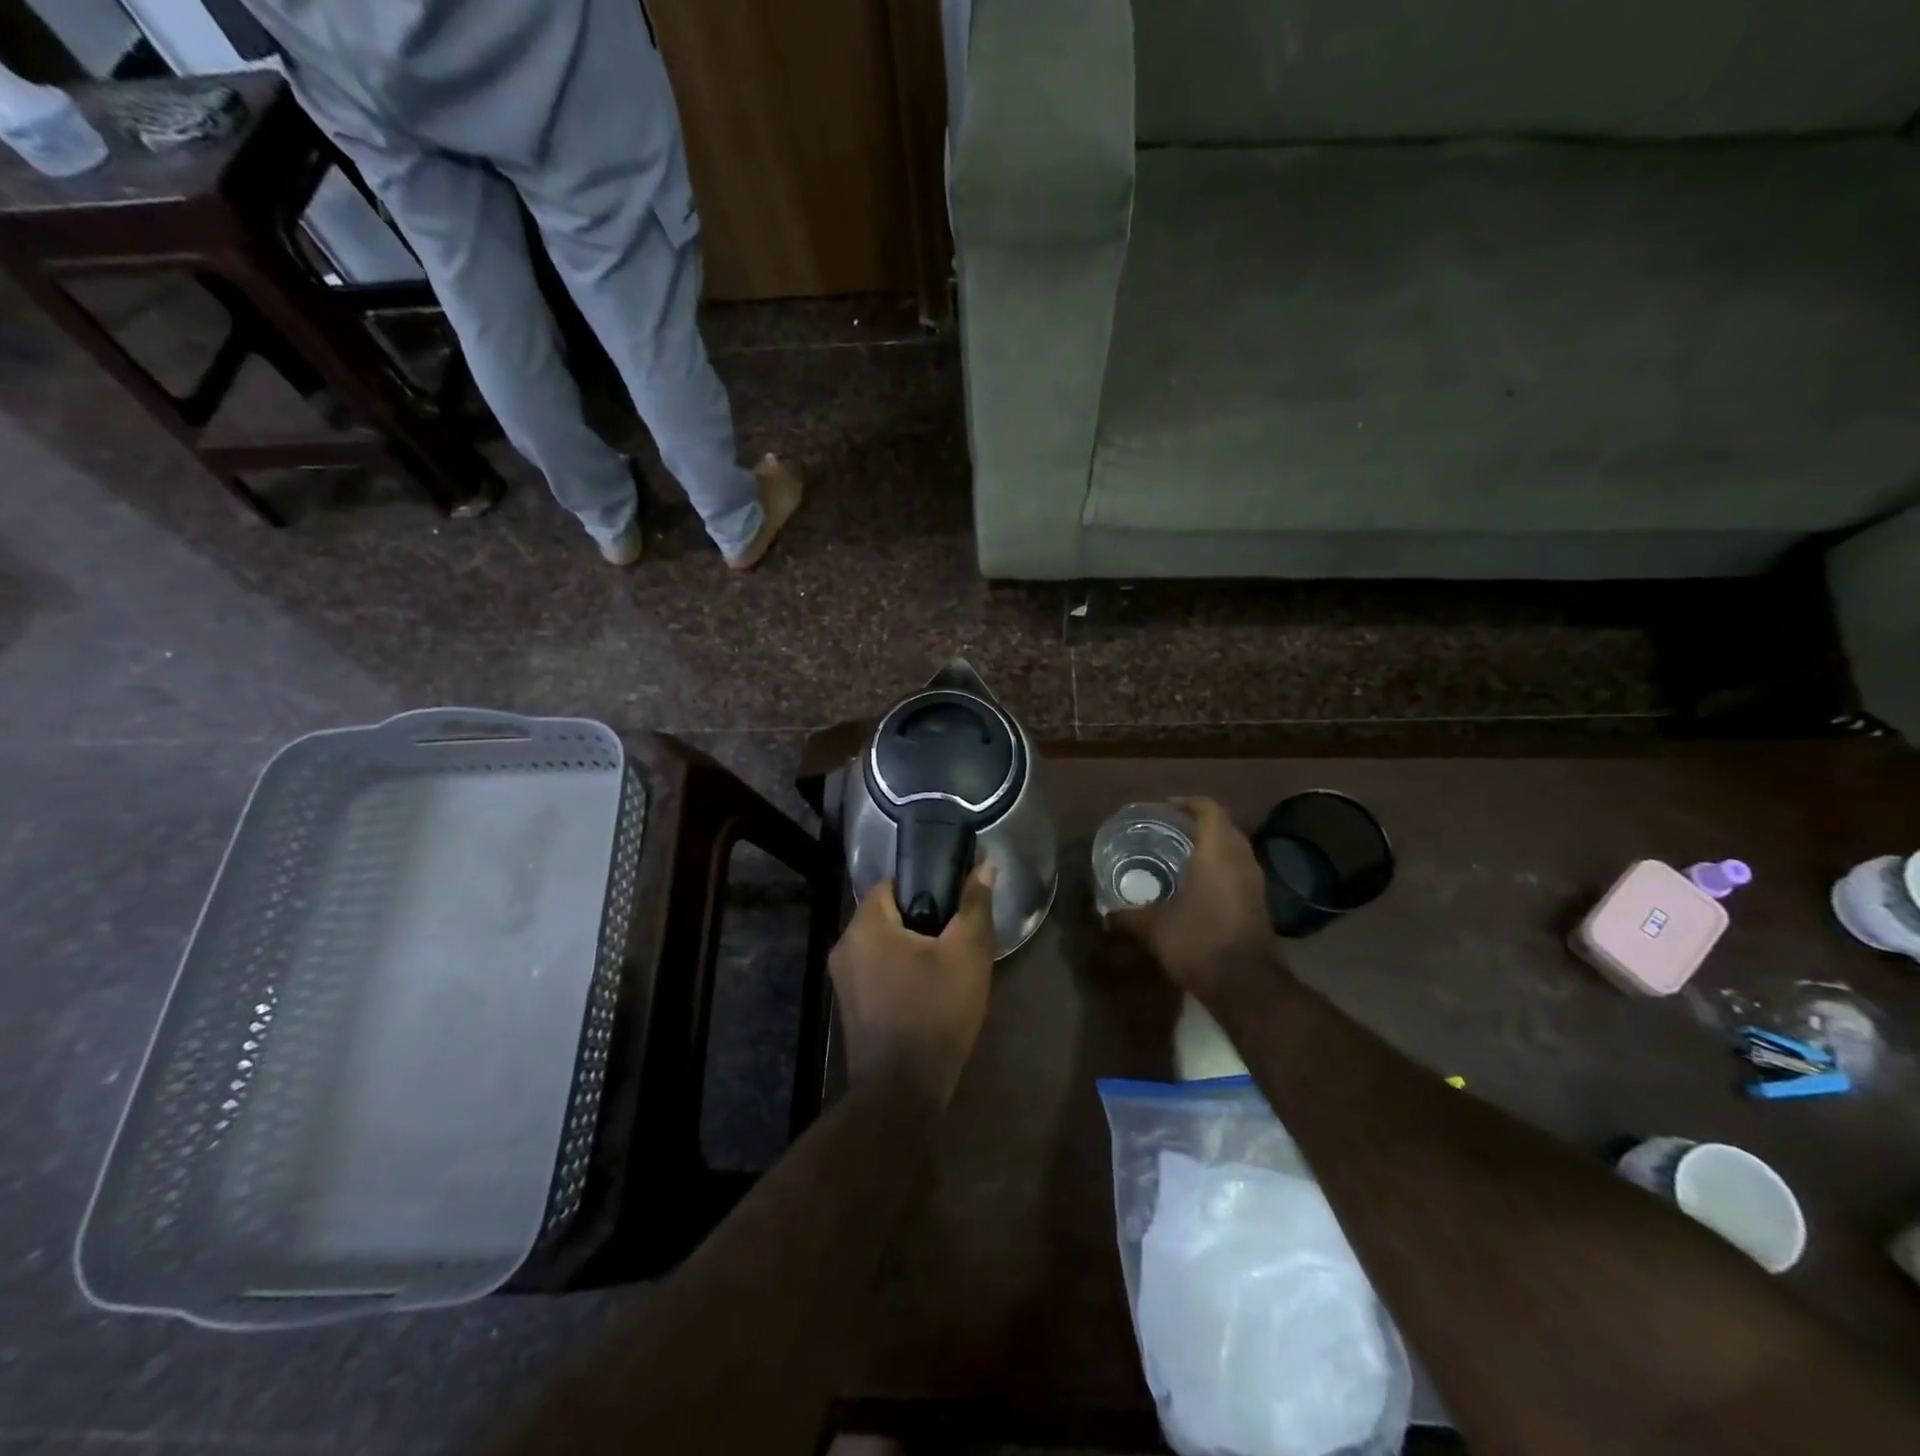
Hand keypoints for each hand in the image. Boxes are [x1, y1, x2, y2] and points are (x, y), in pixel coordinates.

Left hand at [830, 863, 997, 1106]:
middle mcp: (844, 945)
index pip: (893, 882)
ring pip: (884, 943)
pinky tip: (930, 987)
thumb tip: (984, 866)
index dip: (927, 883)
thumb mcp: (966, 954)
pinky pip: (878, 969)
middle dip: (924, 917)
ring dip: (914, 945)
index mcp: (865, 925)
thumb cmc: (935, 1013)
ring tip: (950, 960)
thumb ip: (974, 905)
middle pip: (888, 913)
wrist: (901, 1092)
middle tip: (959, 932)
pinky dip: (902, 969)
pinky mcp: (851, 1005)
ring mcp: (844, 979)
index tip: (956, 898)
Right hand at [1110, 796, 1279, 996]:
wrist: (1246, 986)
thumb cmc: (1199, 943)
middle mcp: (1241, 861)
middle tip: (1168, 829)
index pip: (1210, 810)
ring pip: (1235, 849)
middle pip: (1225, 826)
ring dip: (1212, 845)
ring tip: (1180, 854)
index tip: (1166, 808)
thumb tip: (1105, 916)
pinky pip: (1239, 870)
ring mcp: (1255, 883)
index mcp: (1217, 854)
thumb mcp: (1154, 929)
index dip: (1189, 803)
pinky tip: (1197, 884)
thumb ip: (1127, 917)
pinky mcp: (1260, 903)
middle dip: (1199, 822)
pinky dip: (1221, 867)